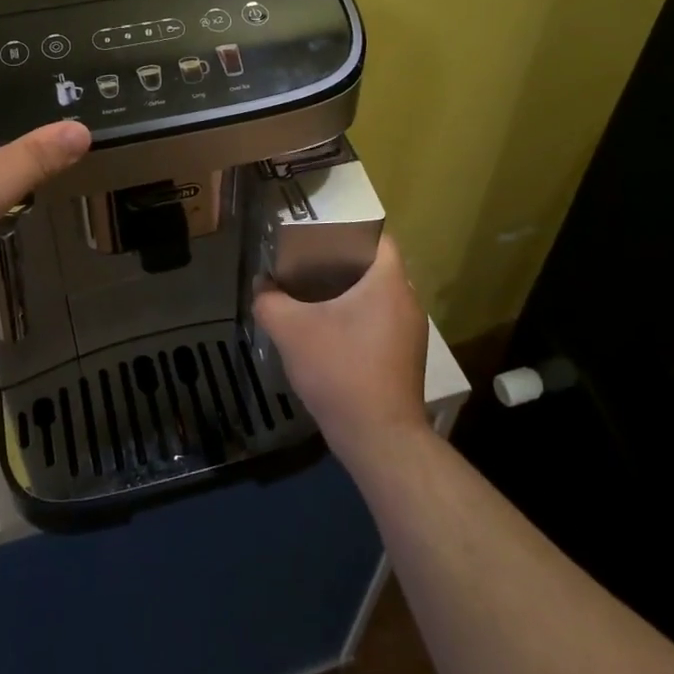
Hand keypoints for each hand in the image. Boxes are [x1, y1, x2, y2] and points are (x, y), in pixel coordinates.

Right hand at [253, 236, 430, 467]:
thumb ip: (270, 302)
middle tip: (308, 270)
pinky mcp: (408, 360)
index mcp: (389, 283)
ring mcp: (412, 334)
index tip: (319, 243)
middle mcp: (408, 302)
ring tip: (315, 303)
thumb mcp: (291, 331)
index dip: (349, 234)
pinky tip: (332, 339)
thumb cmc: (340, 371)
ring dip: (351, 298)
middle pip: (376, 269)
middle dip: (343, 267)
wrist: (379, 439)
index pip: (378, 239)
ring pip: (380, 300)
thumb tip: (261, 286)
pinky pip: (383, 325)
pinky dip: (360, 323)